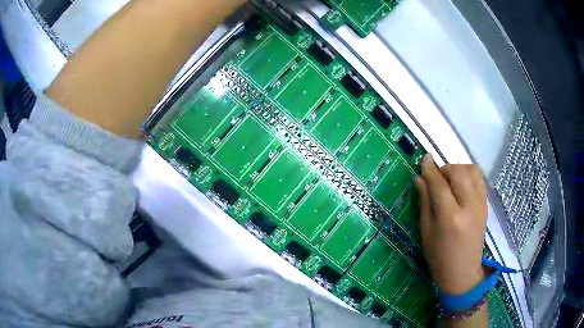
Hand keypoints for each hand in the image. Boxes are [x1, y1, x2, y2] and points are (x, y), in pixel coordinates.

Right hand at [415, 155, 487, 294]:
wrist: (463, 272)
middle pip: (458, 173)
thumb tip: (419, 179)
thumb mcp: (426, 232)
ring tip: (449, 179)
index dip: (430, 169)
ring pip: (472, 171)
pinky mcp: (485, 205)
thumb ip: (424, 202)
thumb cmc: (439, 257)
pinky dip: (469, 174)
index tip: (424, 158)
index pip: (439, 184)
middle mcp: (468, 207)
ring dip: (458, 169)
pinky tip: (461, 184)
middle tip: (436, 176)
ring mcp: (480, 205)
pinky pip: (479, 179)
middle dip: (445, 168)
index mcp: (450, 217)